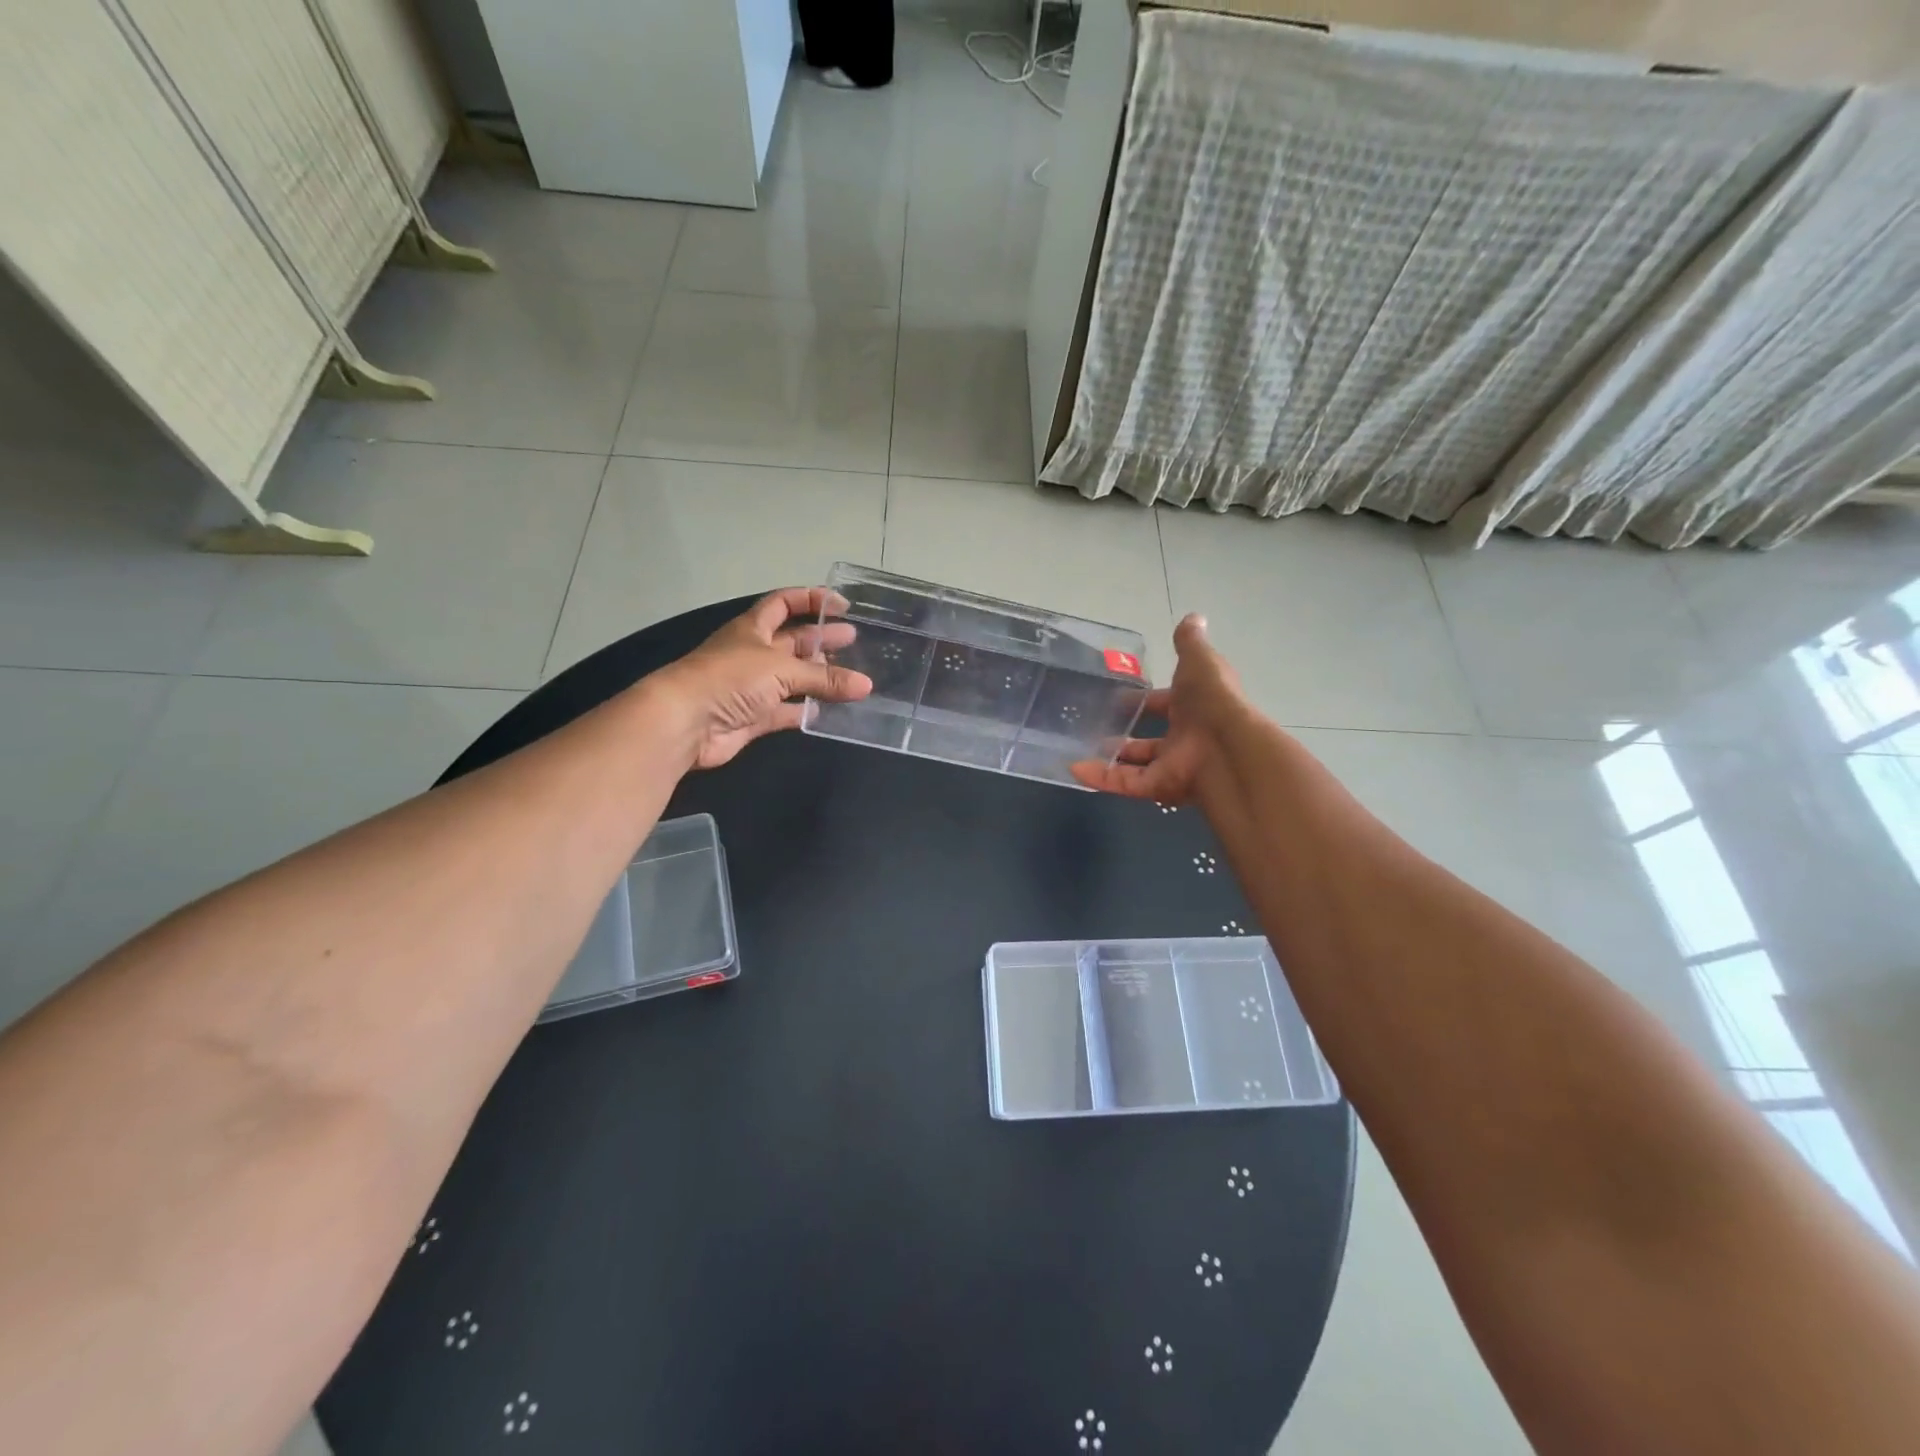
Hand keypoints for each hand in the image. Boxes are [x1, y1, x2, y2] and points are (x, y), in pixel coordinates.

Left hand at [648, 588, 871, 769]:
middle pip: (793, 641)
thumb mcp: (781, 670)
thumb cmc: (730, 678)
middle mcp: (753, 653)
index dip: (811, 599)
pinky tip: (828, 711)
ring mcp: (752, 687)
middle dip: (821, 638)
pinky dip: (805, 711)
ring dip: (818, 677)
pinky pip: (786, 711)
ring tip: (852, 677)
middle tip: (854, 640)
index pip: (784, 603)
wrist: (686, 722)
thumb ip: (824, 678)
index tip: (842, 606)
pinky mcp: (753, 718)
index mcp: (753, 628)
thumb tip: (866, 686)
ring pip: (792, 678)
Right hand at [1071, 614, 1245, 803]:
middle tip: (1095, 729)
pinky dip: (1101, 778)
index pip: (1166, 704)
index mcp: (1195, 709)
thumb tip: (1194, 616)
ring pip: (1135, 766)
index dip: (1146, 701)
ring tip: (1078, 750)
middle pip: (1151, 741)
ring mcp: (1172, 766)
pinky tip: (1074, 770)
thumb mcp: (1200, 662)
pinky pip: (1126, 783)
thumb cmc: (1212, 700)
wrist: (1227, 747)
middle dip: (1126, 737)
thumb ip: (1190, 643)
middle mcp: (1185, 740)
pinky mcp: (1159, 787)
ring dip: (1108, 760)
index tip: (1120, 697)